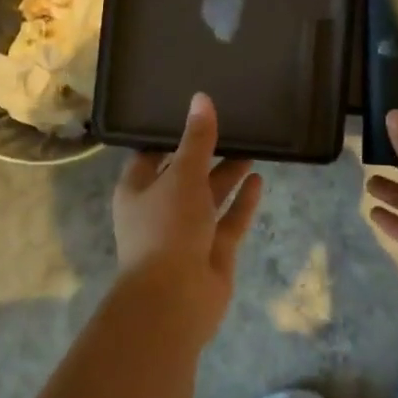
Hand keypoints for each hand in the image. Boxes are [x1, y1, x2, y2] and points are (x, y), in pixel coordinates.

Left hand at [112, 93, 262, 338]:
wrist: (175, 299)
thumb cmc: (167, 229)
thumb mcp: (182, 176)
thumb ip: (197, 139)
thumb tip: (201, 98)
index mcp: (138, 191)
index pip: (152, 154)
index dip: (171, 134)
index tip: (194, 112)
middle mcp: (160, 209)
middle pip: (185, 174)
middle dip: (206, 153)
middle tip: (232, 124)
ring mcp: (187, 233)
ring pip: (209, 197)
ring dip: (227, 174)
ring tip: (252, 145)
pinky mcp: (212, 251)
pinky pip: (229, 220)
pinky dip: (242, 201)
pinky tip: (259, 179)